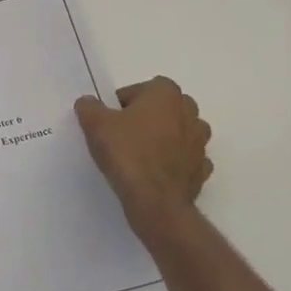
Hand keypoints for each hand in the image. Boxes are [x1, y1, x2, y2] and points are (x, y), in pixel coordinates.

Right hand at [75, 78, 213, 250]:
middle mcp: (190, 112)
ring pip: (178, 133)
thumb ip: (90, 107)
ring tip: (139, 155)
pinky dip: (173, 163)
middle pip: (164, 109)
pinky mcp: (202, 170)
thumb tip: (88, 102)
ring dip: (163, 139)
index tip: (110, 120)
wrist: (155, 201)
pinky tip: (154, 173)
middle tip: (123, 135)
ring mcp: (200, 142)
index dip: (123, 103)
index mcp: (167, 94)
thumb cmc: (127, 153)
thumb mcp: (95, 124)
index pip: (141, 89)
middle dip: (147, 118)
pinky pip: (185, 159)